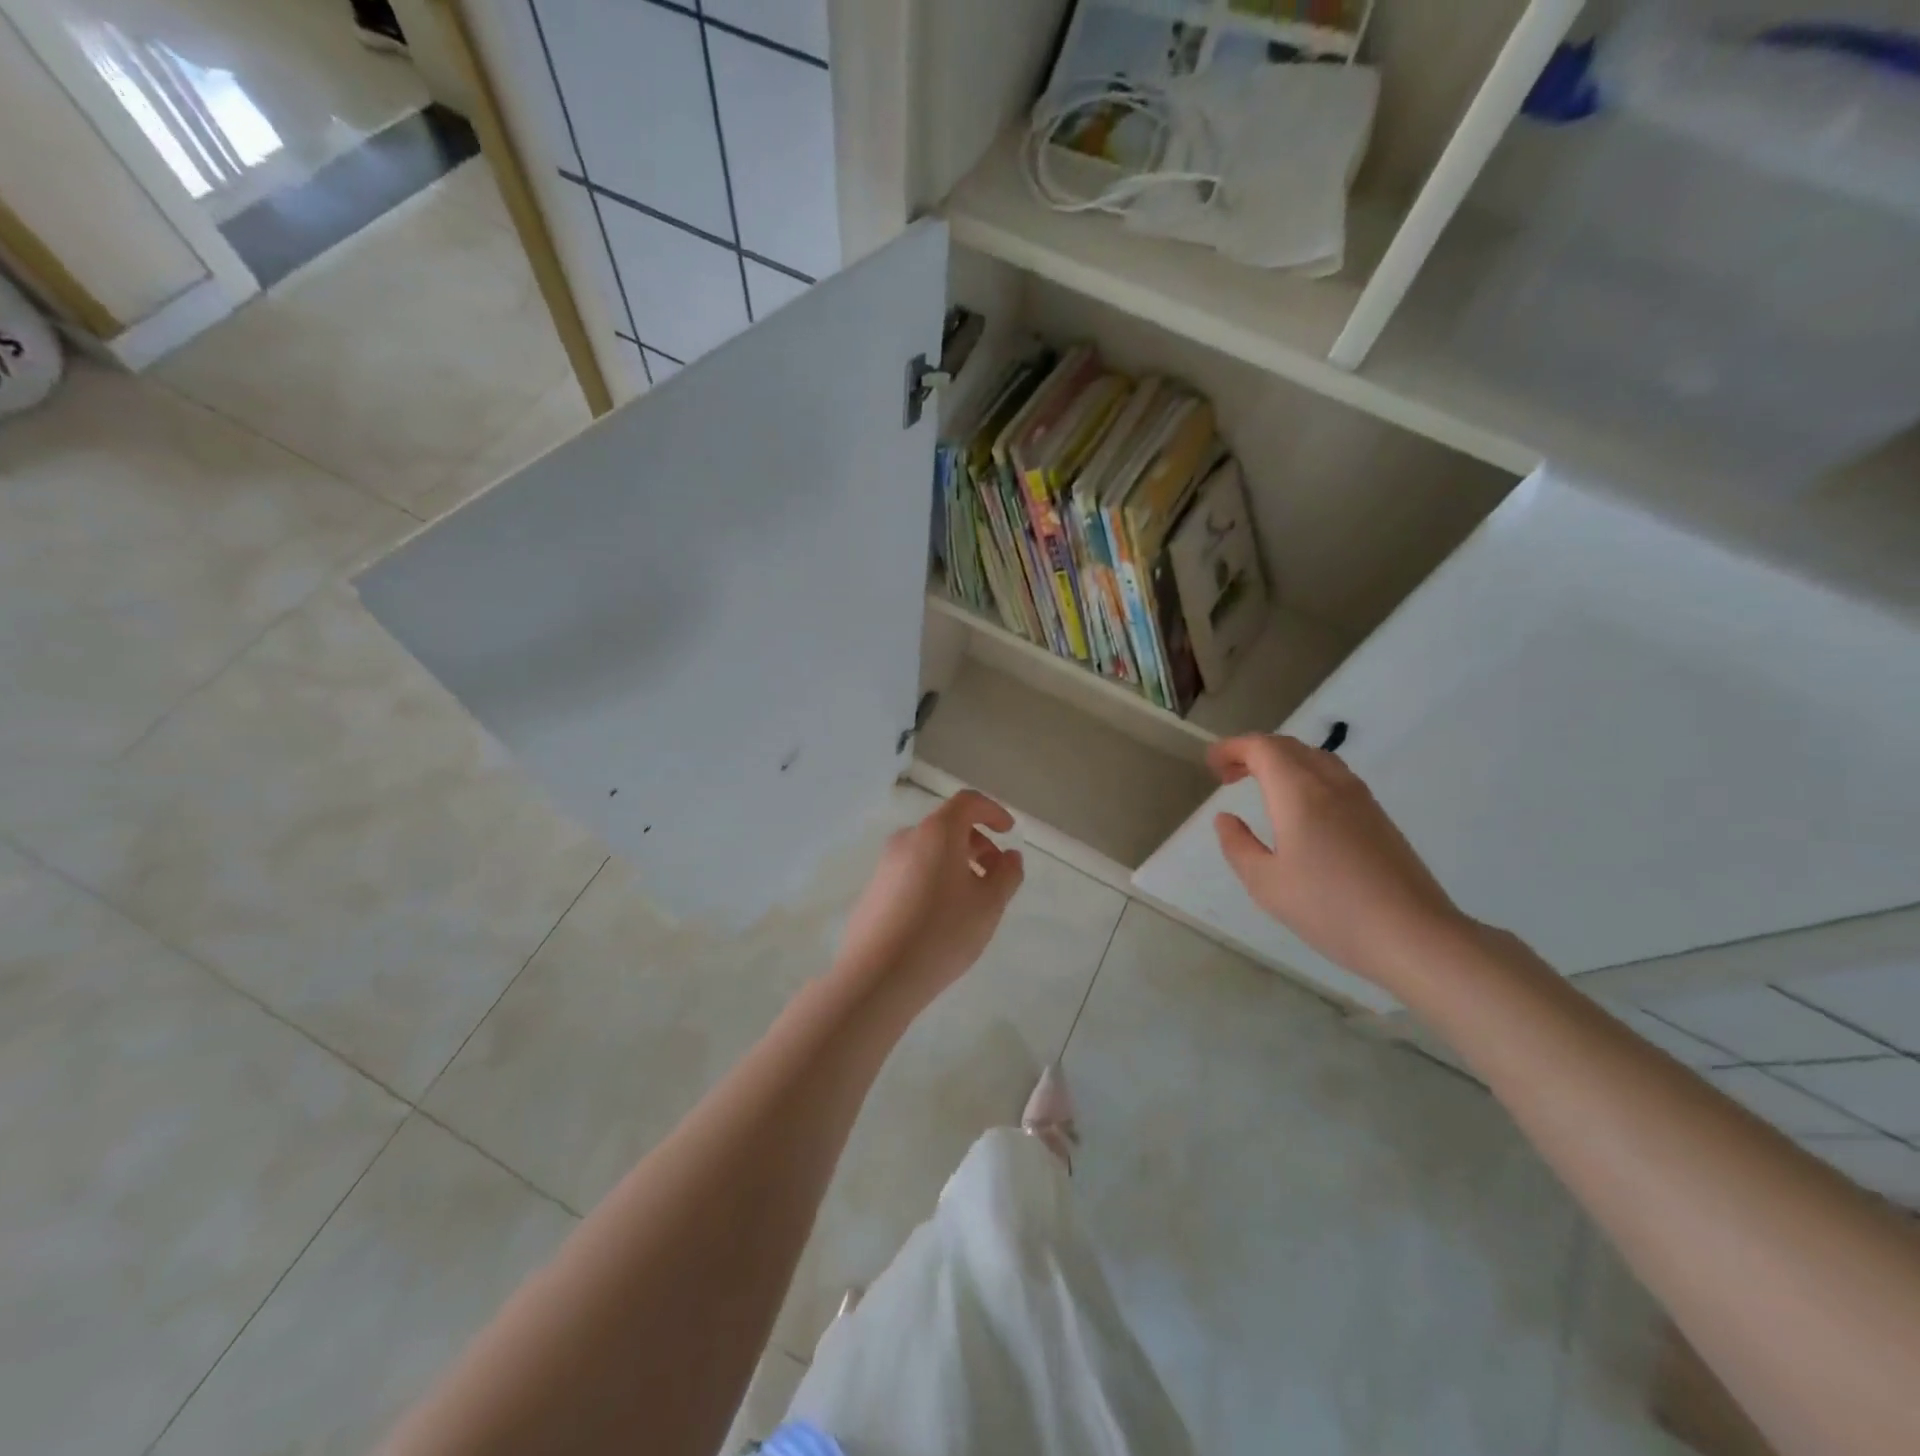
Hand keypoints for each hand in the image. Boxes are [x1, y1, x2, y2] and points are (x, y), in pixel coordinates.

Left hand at [834, 790, 1024, 1012]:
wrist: (878, 976)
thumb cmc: (942, 932)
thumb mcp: (989, 905)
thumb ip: (1007, 874)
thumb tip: (1009, 856)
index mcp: (937, 832)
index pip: (967, 802)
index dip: (992, 811)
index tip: (1008, 832)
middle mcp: (907, 839)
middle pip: (948, 826)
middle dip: (977, 843)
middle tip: (996, 875)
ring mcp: (885, 864)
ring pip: (929, 850)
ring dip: (956, 862)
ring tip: (972, 900)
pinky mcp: (874, 889)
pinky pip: (912, 870)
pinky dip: (934, 878)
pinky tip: (942, 916)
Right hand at [1208, 735, 1469, 991]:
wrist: (1414, 936)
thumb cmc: (1330, 909)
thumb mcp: (1266, 884)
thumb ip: (1238, 846)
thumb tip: (1226, 818)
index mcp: (1299, 793)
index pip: (1262, 748)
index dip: (1232, 748)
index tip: (1211, 766)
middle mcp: (1331, 784)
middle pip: (1289, 747)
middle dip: (1253, 752)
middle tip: (1228, 776)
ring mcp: (1361, 799)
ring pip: (1315, 758)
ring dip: (1282, 762)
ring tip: (1260, 787)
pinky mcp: (1379, 817)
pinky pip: (1334, 777)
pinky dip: (1305, 776)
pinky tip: (1300, 809)